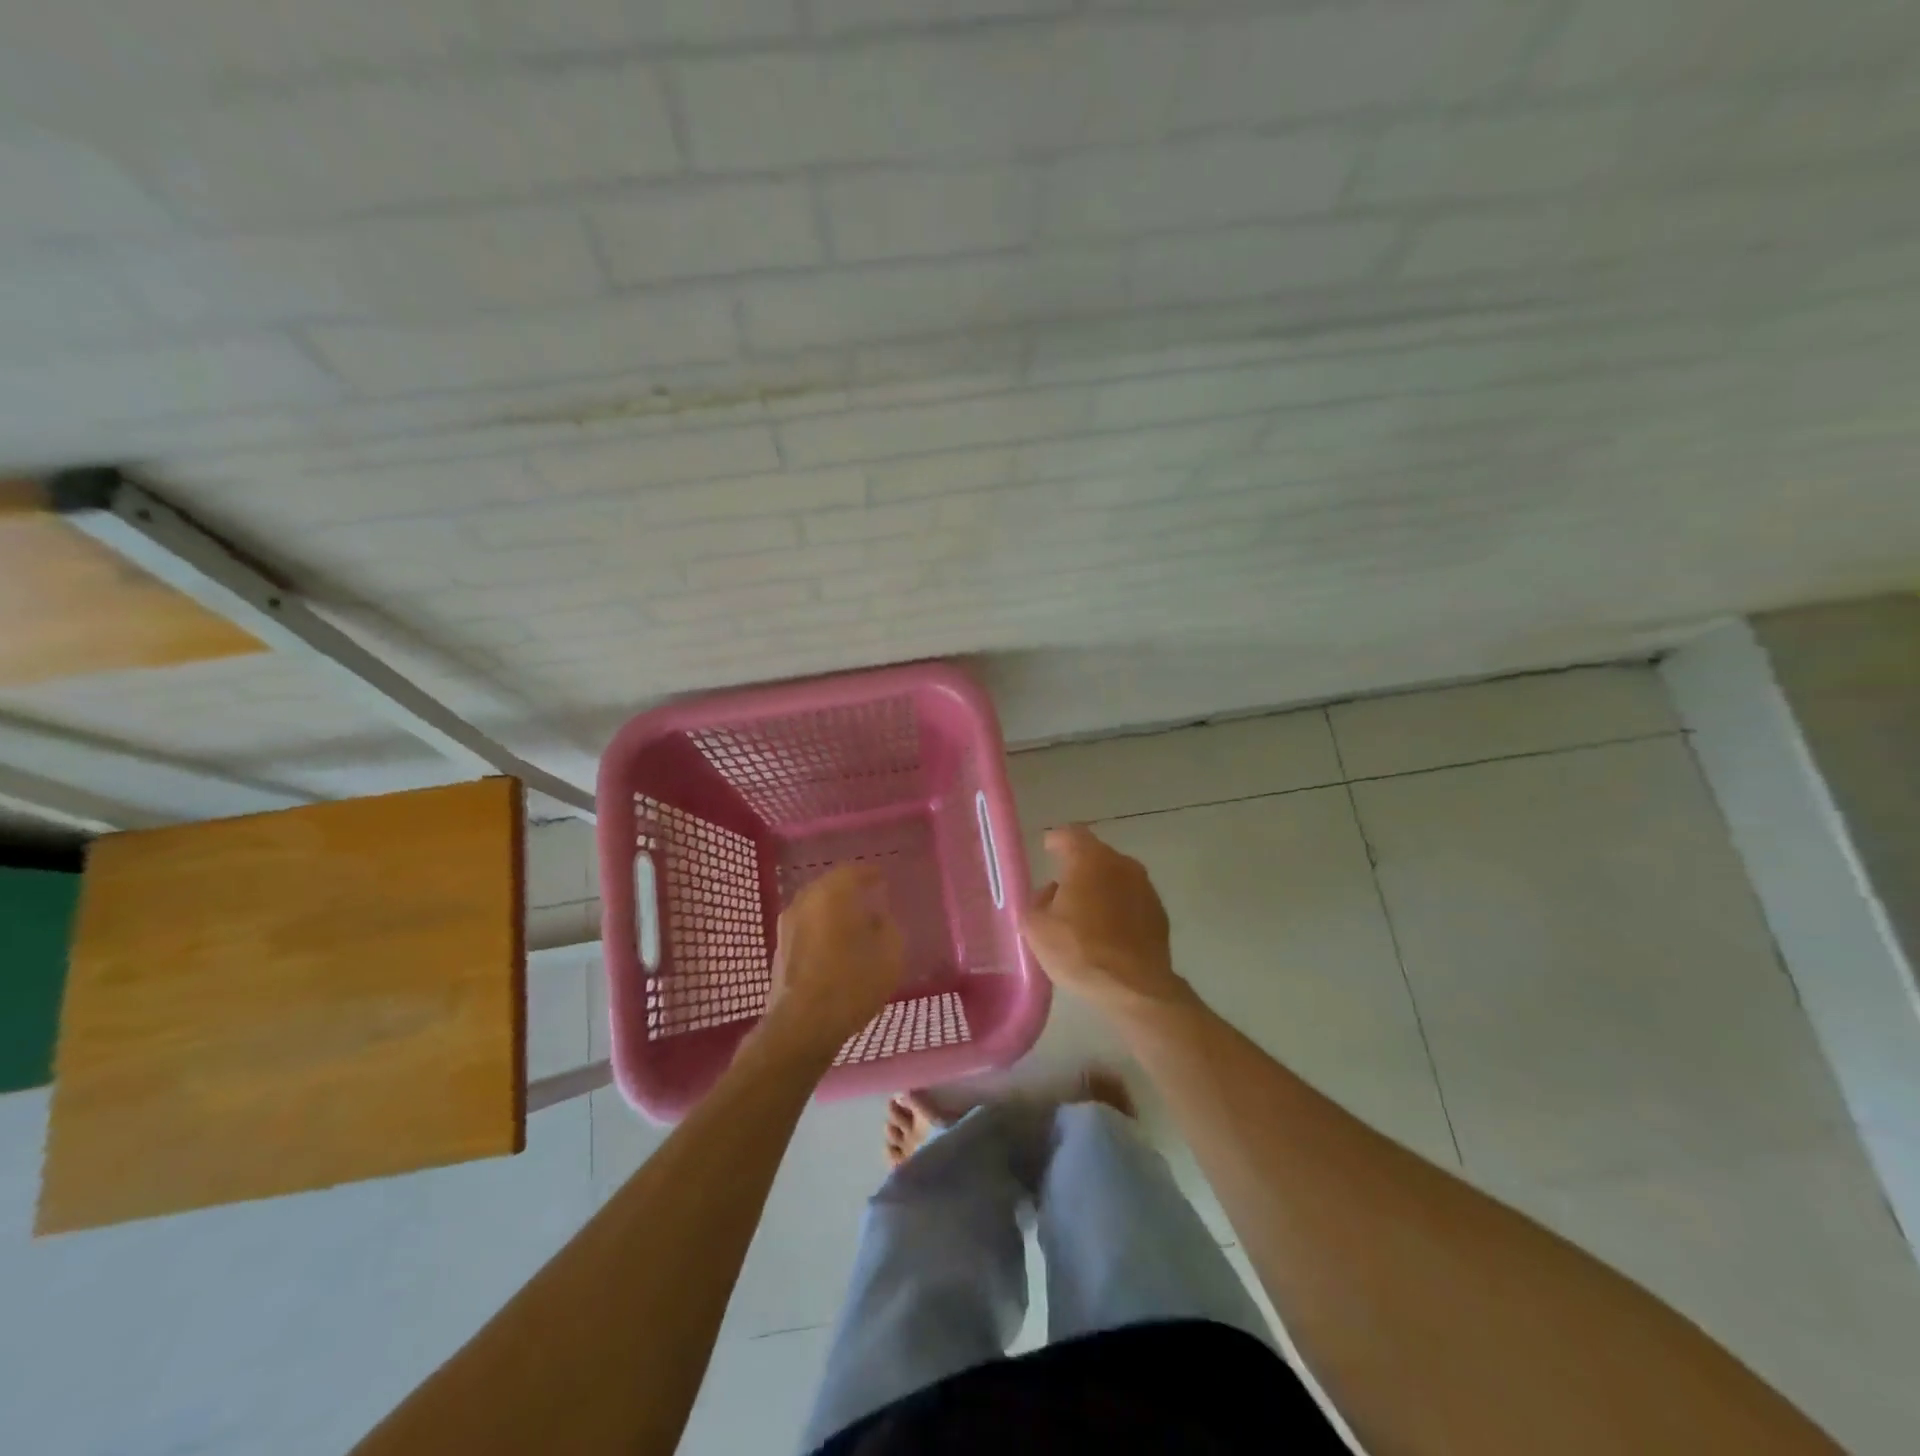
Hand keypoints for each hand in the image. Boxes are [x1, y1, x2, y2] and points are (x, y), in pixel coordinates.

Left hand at [762, 865, 905, 1059]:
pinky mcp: (779, 950)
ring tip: (852, 921)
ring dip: (832, 909)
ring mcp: (786, 926)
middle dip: (848, 889)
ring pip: (814, 906)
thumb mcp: (888, 956)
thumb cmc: (851, 984)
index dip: (869, 873)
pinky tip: (834, 943)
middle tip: (867, 896)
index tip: (882, 878)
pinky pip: (805, 927)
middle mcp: (804, 903)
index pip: (851, 871)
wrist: (802, 1026)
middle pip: (828, 886)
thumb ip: (888, 929)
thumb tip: (879, 918)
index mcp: (831, 895)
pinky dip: (820, 927)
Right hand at [1022, 825, 1195, 1026]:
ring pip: (1116, 877)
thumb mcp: (1036, 928)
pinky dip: (1118, 907)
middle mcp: (1121, 863)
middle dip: (1078, 866)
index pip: (1071, 834)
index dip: (1057, 840)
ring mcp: (1145, 887)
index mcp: (1089, 859)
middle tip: (1062, 887)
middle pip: (1095, 855)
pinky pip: (1131, 899)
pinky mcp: (1159, 912)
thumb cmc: (1079, 950)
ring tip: (1085, 912)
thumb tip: (1050, 893)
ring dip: (1100, 887)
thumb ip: (1036, 902)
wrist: (1134, 987)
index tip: (1048, 849)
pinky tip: (1108, 931)